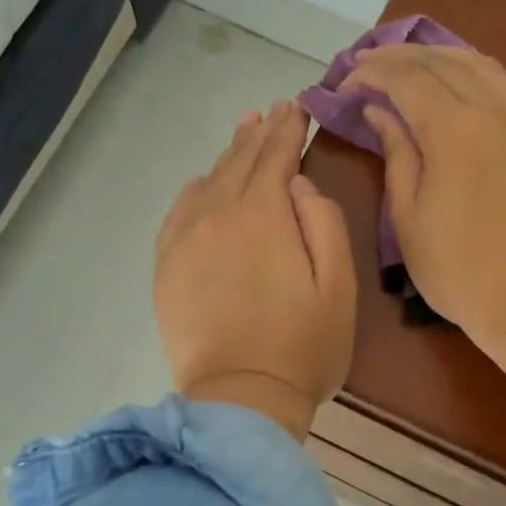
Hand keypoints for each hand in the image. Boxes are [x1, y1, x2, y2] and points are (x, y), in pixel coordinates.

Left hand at [154, 101, 355, 439]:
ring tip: (243, 132)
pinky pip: (179, 212)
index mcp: (263, 215)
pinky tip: (203, 183)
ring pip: (207, 182)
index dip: (289, 130)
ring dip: (228, 155)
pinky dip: (195, 190)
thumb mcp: (338, 284)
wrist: (241, 399)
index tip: (297, 107)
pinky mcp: (167, 267)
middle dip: (259, 134)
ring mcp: (185, 241)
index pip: (276, 157)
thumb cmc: (304, 346)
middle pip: (239, 162)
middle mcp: (217, 215)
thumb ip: (323, 222)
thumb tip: (297, 186)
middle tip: (272, 111)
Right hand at [341, 45, 505, 341]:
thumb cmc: (456, 269)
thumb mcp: (408, 216)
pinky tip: (466, 86)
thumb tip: (380, 111)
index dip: (371, 73)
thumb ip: (396, 153)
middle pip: (443, 62)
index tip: (345, 82)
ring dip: (441, 58)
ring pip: (483, 66)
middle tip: (369, 65)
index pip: (406, 79)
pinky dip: (480, 76)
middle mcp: (495, 109)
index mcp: (454, 130)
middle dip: (400, 57)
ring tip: (413, 66)